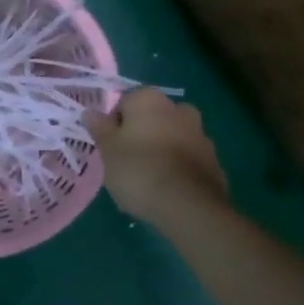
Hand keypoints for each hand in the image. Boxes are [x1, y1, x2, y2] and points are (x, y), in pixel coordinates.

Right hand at [83, 87, 229, 225]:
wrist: (187, 205)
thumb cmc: (138, 171)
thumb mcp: (108, 151)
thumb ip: (100, 129)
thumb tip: (90, 112)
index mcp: (149, 99)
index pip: (124, 103)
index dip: (114, 125)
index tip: (109, 148)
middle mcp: (178, 108)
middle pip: (151, 118)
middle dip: (140, 135)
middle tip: (126, 162)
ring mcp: (200, 133)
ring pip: (171, 136)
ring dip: (160, 149)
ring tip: (147, 179)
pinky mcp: (213, 158)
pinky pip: (187, 157)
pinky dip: (177, 166)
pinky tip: (166, 188)